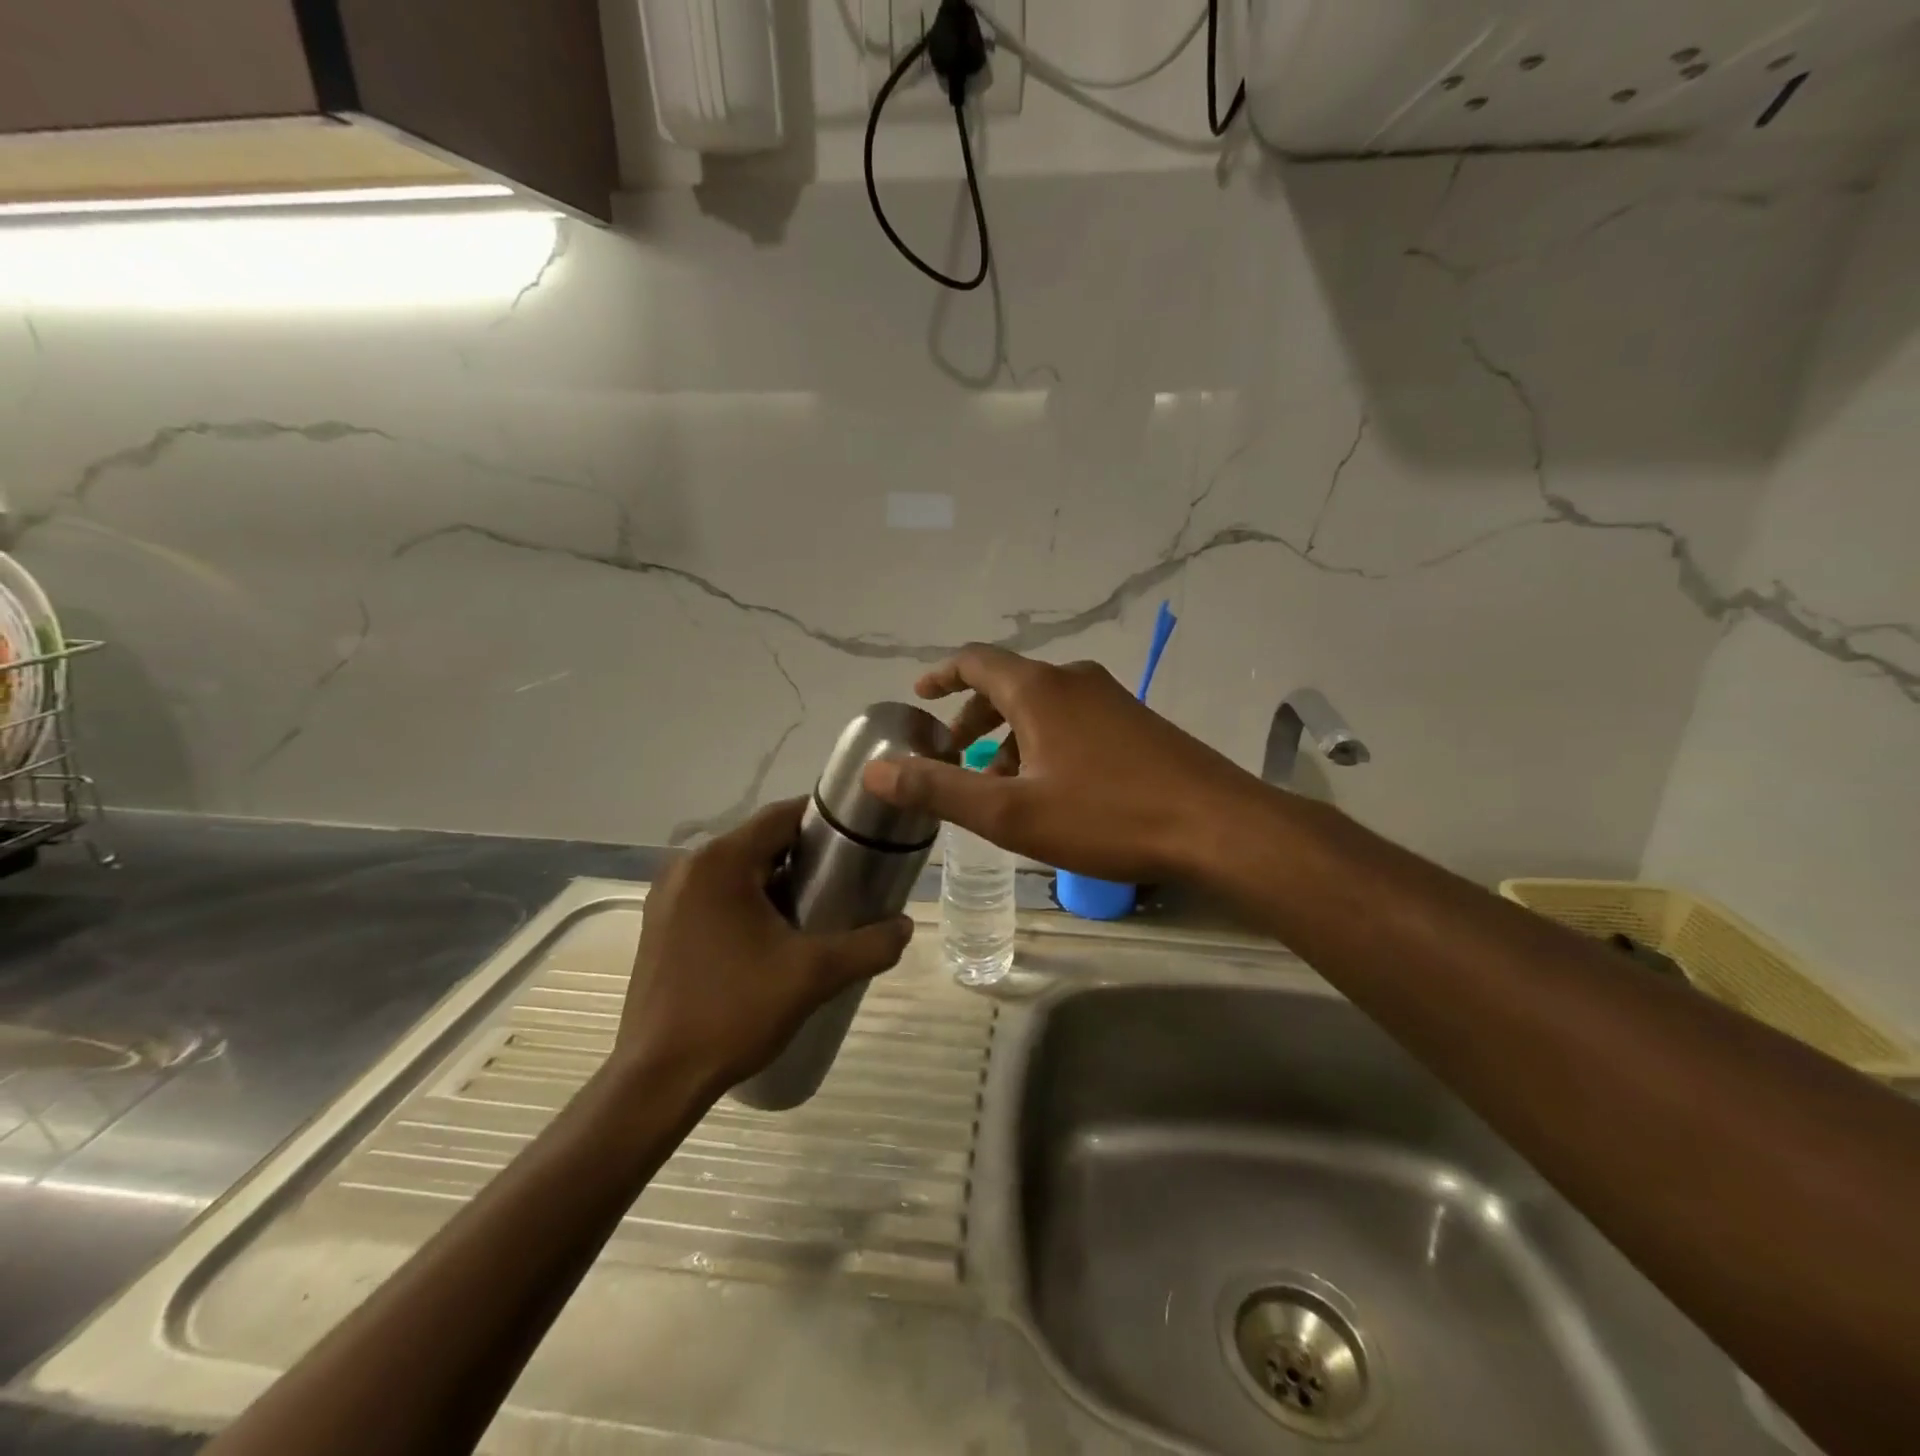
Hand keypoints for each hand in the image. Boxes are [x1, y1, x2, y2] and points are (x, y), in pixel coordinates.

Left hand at [618, 800, 913, 1090]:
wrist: (658, 1080)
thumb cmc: (735, 1012)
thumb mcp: (813, 976)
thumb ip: (869, 945)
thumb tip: (906, 925)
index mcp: (720, 862)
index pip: (781, 816)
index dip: (824, 821)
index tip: (860, 838)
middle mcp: (688, 867)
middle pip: (760, 842)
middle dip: (804, 856)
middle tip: (847, 880)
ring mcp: (669, 897)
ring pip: (737, 870)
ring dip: (776, 881)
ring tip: (818, 910)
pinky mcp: (662, 925)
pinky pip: (715, 895)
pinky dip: (748, 901)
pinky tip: (773, 936)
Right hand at [861, 644, 1260, 882]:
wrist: (1217, 827)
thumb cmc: (1106, 816)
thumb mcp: (1010, 812)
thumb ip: (939, 789)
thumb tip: (876, 771)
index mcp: (1039, 689)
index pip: (976, 661)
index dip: (941, 676)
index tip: (918, 696)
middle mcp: (1075, 681)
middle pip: (1009, 685)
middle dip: (973, 718)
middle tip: (952, 755)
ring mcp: (1112, 700)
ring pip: (1043, 707)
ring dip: (1010, 737)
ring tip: (998, 785)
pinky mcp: (1138, 725)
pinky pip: (1075, 722)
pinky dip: (1045, 744)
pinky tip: (1052, 790)